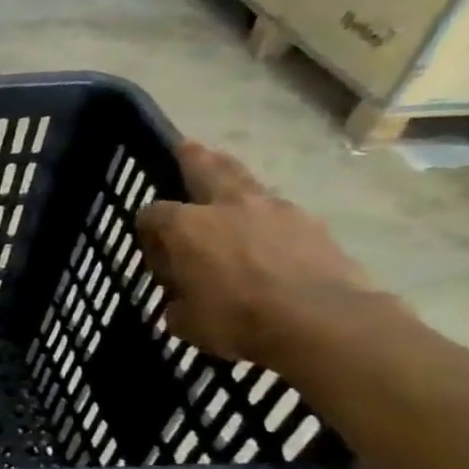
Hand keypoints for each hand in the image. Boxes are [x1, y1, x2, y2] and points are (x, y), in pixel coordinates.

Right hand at [136, 141, 395, 368]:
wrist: (322, 322)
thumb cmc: (238, 320)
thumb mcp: (185, 321)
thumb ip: (177, 300)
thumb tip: (181, 297)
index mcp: (185, 227)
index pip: (151, 213)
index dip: (146, 229)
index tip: (152, 249)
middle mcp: (226, 206)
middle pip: (205, 168)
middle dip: (192, 157)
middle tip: (185, 146)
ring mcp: (274, 210)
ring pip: (246, 181)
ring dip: (234, 177)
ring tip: (227, 176)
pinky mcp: (311, 224)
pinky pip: (279, 209)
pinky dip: (266, 212)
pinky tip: (266, 227)